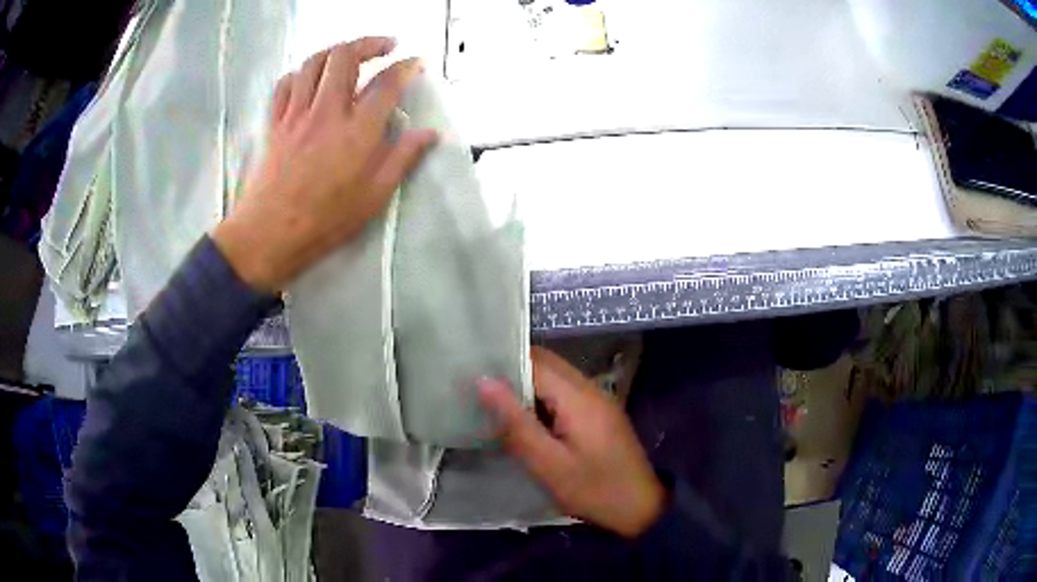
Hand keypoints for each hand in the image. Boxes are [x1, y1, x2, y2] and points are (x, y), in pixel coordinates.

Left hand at [213, 37, 436, 291]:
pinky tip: (310, 79)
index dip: (406, 67)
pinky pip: (285, 84)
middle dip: (369, 43)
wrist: (271, 235)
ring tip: (350, 55)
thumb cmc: (326, 220)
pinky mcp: (276, 123)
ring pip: (314, 63)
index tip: (415, 63)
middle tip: (385, 46)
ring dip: (336, 51)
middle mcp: (327, 111)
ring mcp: (297, 114)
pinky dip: (300, 73)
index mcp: (357, 131)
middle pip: (345, 56)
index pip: (387, 83)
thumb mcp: (375, 196)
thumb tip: (429, 134)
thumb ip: (403, 158)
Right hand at [479, 347, 665, 537]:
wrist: (640, 508)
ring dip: (526, 384)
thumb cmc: (593, 489)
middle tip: (477, 386)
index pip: (535, 361)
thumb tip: (484, 382)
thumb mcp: (548, 464)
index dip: (503, 361)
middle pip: (546, 363)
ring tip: (492, 399)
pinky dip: (541, 397)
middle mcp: (590, 388)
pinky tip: (524, 416)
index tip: (470, 369)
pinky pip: (564, 392)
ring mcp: (598, 399)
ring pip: (555, 376)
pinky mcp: (599, 413)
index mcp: (578, 397)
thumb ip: (516, 423)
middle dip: (512, 370)